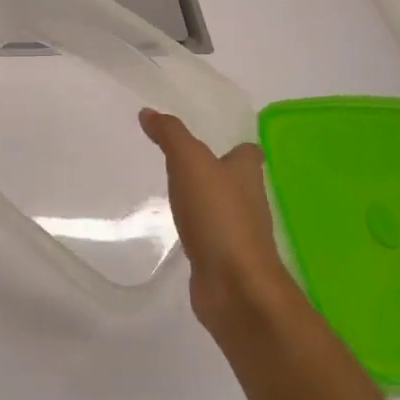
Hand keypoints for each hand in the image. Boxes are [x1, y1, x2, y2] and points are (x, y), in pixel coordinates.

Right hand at [139, 108, 293, 330]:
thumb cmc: (218, 215)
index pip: (248, 153)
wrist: (235, 287)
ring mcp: (239, 236)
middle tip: (183, 164)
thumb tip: (149, 112)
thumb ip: (170, 134)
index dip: (234, 146)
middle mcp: (250, 202)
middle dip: (215, 174)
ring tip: (175, 194)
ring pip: (223, 212)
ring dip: (205, 205)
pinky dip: (198, 235)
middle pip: (236, 182)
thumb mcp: (189, 162)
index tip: (211, 140)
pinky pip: (210, 241)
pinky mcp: (225, 263)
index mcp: (247, 174)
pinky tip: (178, 232)